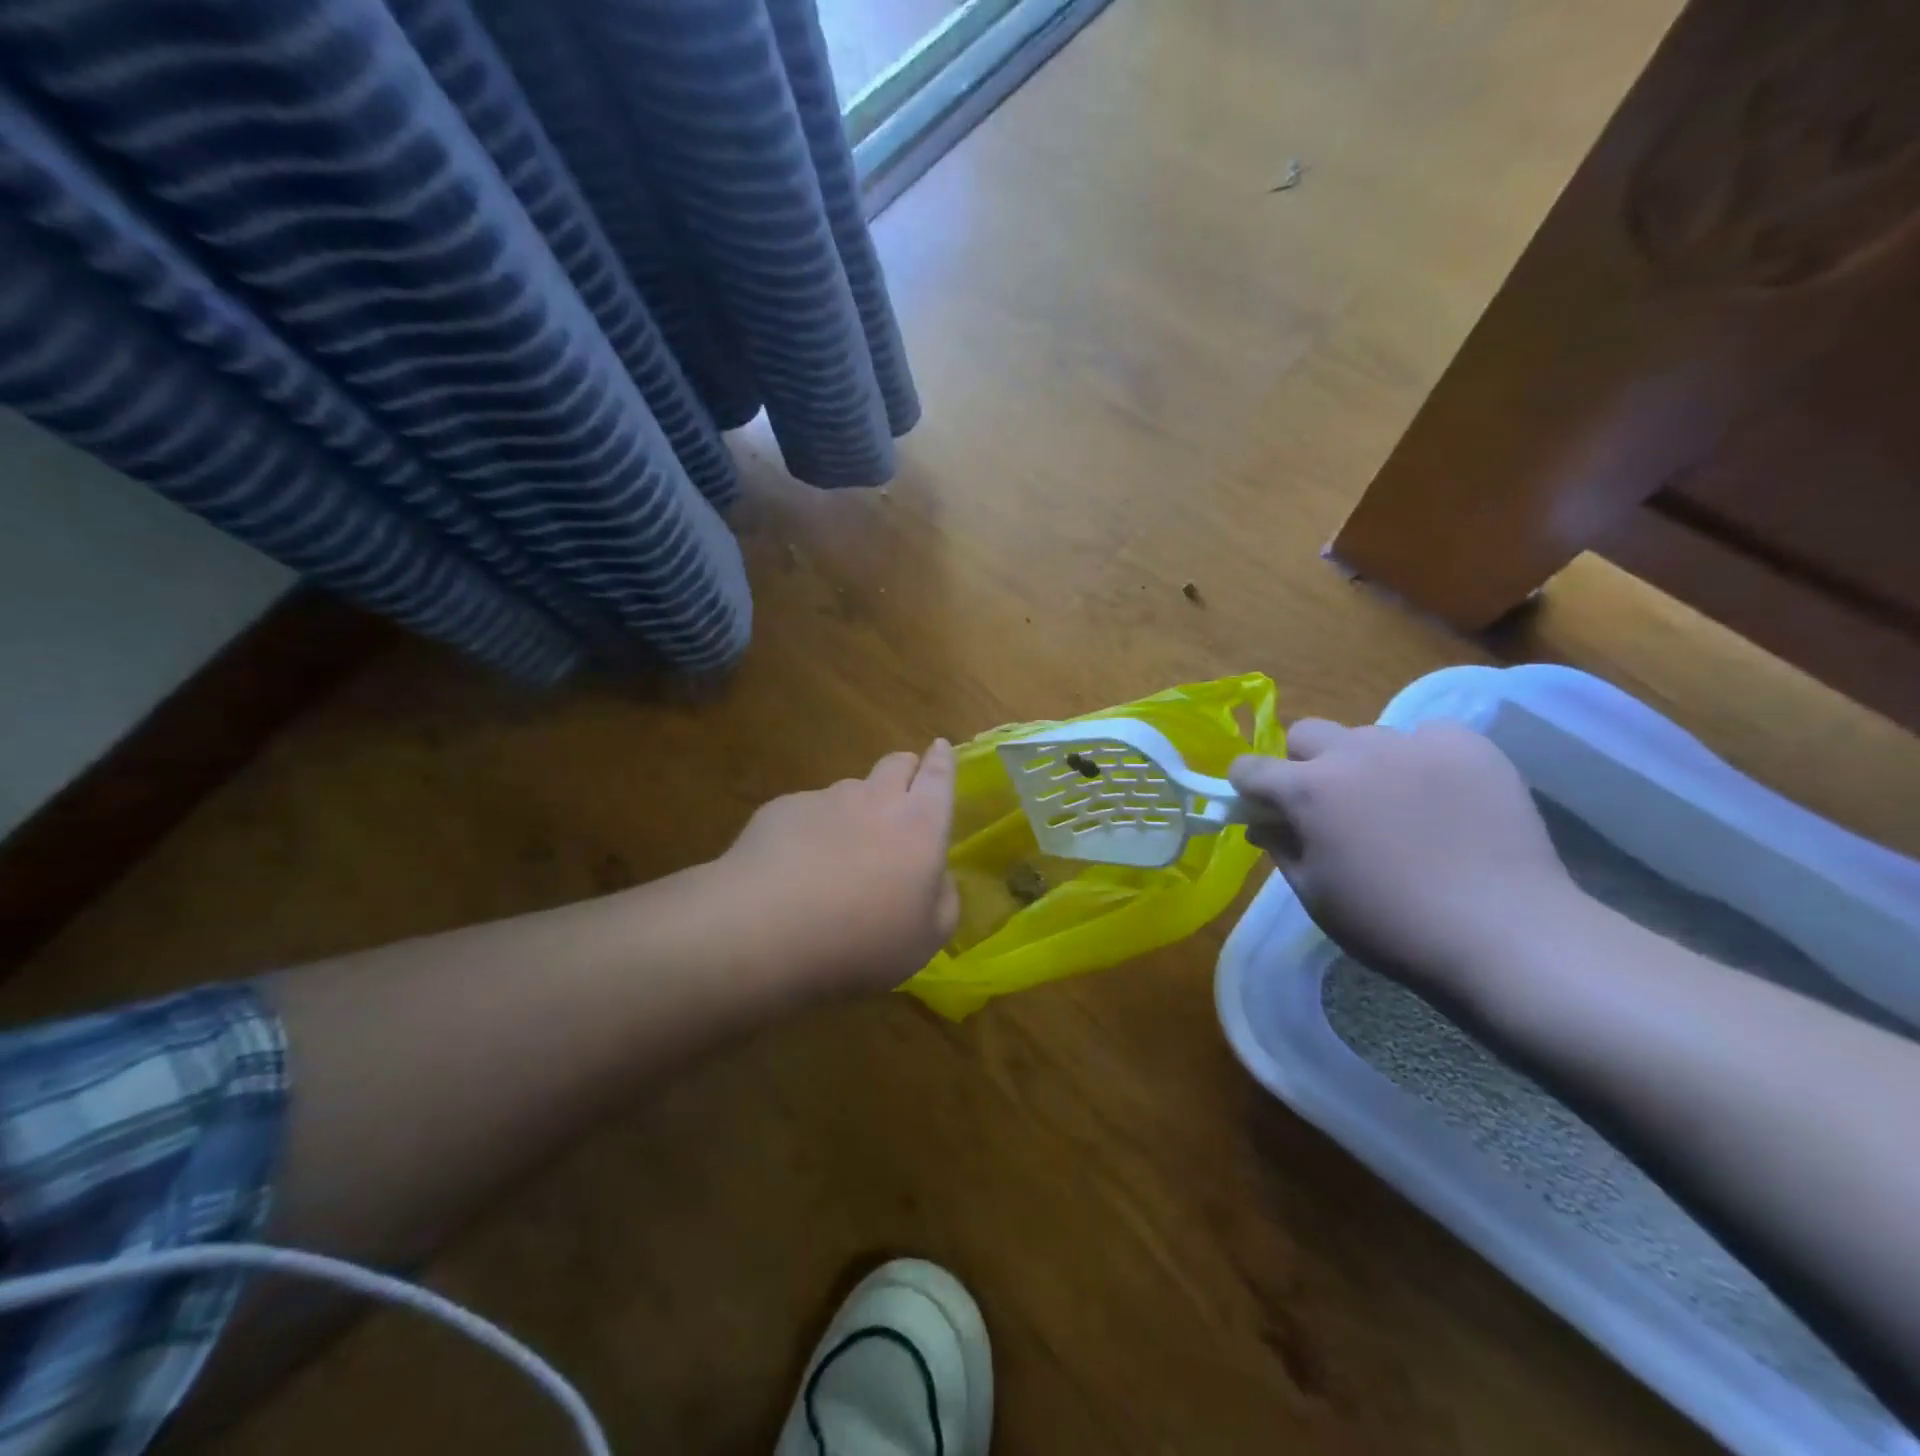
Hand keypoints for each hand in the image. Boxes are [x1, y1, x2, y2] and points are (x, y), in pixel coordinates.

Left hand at [718, 741, 959, 997]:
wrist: (766, 928)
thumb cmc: (861, 939)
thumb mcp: (926, 939)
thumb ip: (943, 900)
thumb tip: (940, 878)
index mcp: (920, 826)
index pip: (938, 777)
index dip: (942, 761)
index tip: (941, 747)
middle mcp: (876, 799)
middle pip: (896, 764)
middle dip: (905, 769)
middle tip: (902, 794)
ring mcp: (825, 799)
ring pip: (850, 789)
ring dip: (855, 807)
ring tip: (839, 852)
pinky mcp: (782, 809)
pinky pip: (806, 812)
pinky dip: (810, 830)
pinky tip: (793, 869)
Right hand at [1229, 720, 1579, 1000]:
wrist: (1505, 936)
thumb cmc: (1391, 925)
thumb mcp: (1314, 894)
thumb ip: (1280, 847)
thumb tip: (1262, 822)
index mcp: (1309, 790)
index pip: (1251, 767)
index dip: (1248, 789)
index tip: (1263, 809)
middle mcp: (1354, 753)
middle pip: (1306, 734)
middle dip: (1303, 765)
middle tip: (1329, 807)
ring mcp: (1414, 743)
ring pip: (1366, 737)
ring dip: (1364, 764)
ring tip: (1396, 807)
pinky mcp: (1469, 745)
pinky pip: (1426, 737)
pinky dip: (1420, 761)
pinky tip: (1442, 798)